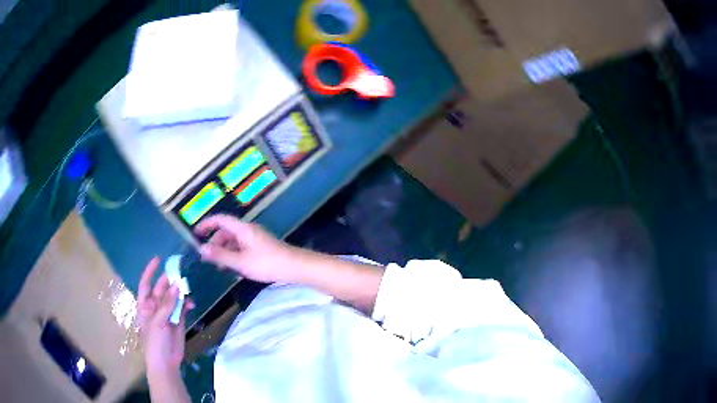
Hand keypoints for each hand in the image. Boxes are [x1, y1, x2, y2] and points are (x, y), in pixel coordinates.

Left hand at [137, 257, 193, 374]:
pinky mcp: (178, 321)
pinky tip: (191, 304)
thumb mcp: (158, 322)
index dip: (150, 272)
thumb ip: (167, 304)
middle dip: (169, 281)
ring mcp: (167, 314)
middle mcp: (155, 307)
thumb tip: (176, 286)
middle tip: (179, 273)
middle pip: (161, 289)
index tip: (158, 259)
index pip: (146, 284)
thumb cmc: (155, 342)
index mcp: (145, 305)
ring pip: (173, 298)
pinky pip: (182, 308)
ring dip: (180, 293)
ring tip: (186, 289)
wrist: (166, 363)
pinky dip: (187, 304)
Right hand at [195, 214, 298, 283]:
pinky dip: (234, 254)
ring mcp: (255, 238)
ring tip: (220, 266)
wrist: (294, 267)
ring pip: (234, 241)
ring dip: (225, 250)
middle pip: (226, 231)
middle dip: (215, 242)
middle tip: (208, 257)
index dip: (207, 224)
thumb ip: (220, 255)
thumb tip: (201, 248)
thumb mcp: (240, 262)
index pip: (221, 219)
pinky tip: (234, 268)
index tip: (195, 232)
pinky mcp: (260, 247)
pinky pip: (242, 247)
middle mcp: (248, 230)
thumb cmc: (266, 263)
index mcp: (242, 229)